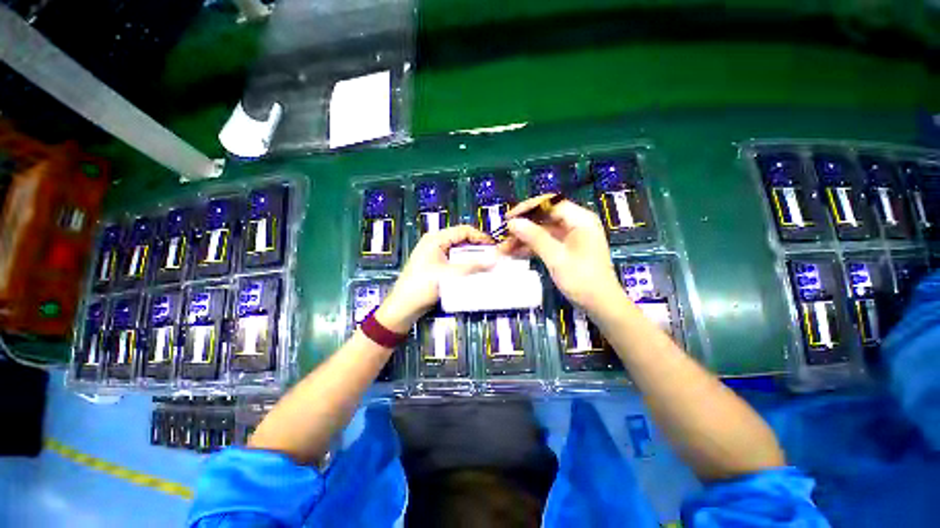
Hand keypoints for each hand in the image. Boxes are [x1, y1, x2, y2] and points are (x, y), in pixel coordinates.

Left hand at [376, 225, 494, 332]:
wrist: (404, 307)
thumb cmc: (423, 286)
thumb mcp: (450, 275)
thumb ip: (473, 266)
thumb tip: (495, 260)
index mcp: (435, 239)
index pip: (463, 230)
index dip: (480, 237)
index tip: (494, 248)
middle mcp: (435, 242)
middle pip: (461, 239)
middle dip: (477, 247)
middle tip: (492, 257)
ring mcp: (434, 254)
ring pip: (459, 250)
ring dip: (472, 257)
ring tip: (485, 265)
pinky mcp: (435, 265)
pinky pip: (454, 260)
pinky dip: (464, 264)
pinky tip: (473, 271)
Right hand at [500, 197, 621, 312]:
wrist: (600, 305)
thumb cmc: (582, 280)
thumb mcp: (556, 258)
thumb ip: (534, 237)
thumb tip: (513, 222)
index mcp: (580, 219)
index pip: (550, 204)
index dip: (527, 209)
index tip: (508, 218)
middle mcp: (576, 224)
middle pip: (544, 217)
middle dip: (523, 227)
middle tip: (503, 236)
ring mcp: (571, 237)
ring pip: (542, 231)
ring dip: (524, 239)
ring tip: (504, 248)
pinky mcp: (566, 249)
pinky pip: (545, 242)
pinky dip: (531, 247)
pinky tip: (514, 253)